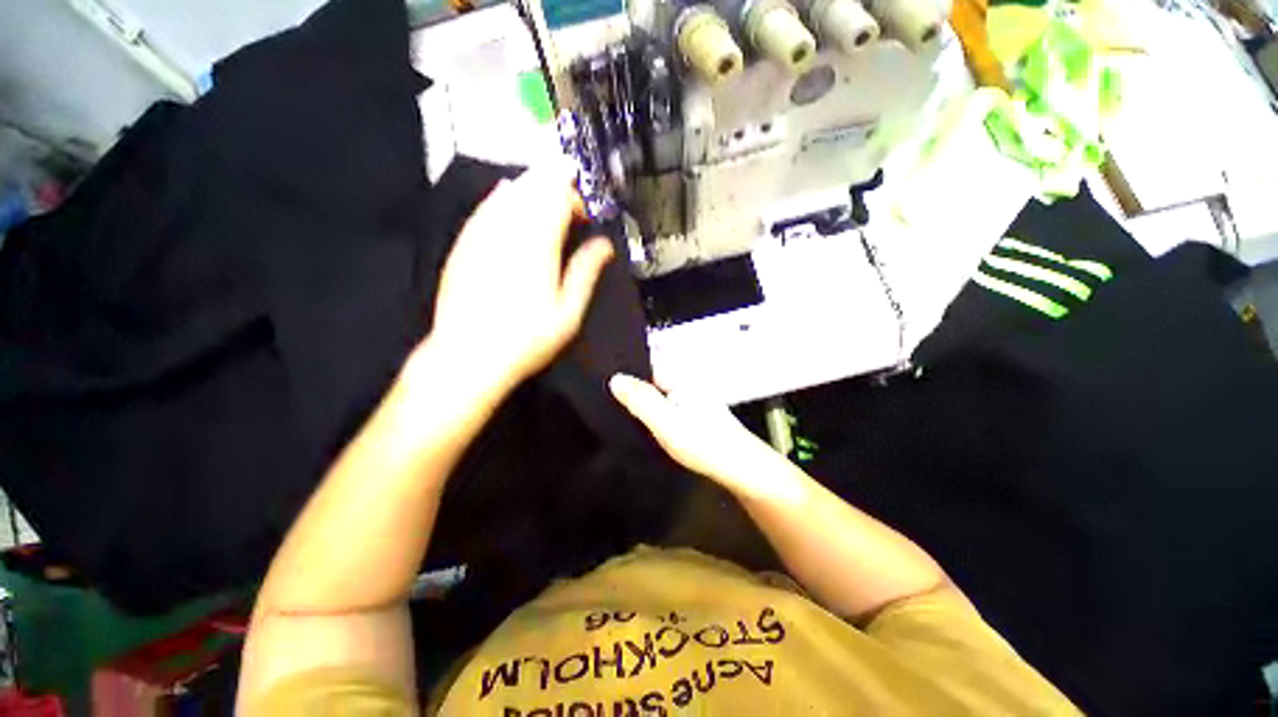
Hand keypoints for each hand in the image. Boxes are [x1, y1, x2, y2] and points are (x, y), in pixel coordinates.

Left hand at [425, 158, 613, 395]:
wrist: (468, 356)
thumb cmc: (525, 340)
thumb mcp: (568, 313)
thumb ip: (586, 272)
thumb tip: (604, 246)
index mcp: (538, 247)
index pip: (557, 197)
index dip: (574, 197)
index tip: (583, 215)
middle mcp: (508, 233)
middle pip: (532, 187)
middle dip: (553, 185)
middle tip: (567, 197)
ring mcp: (481, 236)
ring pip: (507, 192)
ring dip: (529, 187)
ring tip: (544, 192)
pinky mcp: (464, 245)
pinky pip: (484, 207)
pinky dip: (500, 197)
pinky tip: (506, 197)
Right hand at [609, 374, 801, 503]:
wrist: (741, 468)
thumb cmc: (703, 443)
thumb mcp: (666, 422)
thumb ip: (641, 400)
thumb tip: (615, 378)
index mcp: (681, 377)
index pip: (646, 363)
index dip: (625, 371)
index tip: (602, 381)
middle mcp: (686, 381)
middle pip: (651, 378)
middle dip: (632, 387)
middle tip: (605, 398)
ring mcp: (691, 397)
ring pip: (659, 393)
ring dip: (643, 400)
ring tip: (619, 410)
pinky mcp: (693, 412)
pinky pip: (667, 405)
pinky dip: (655, 411)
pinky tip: (645, 422)